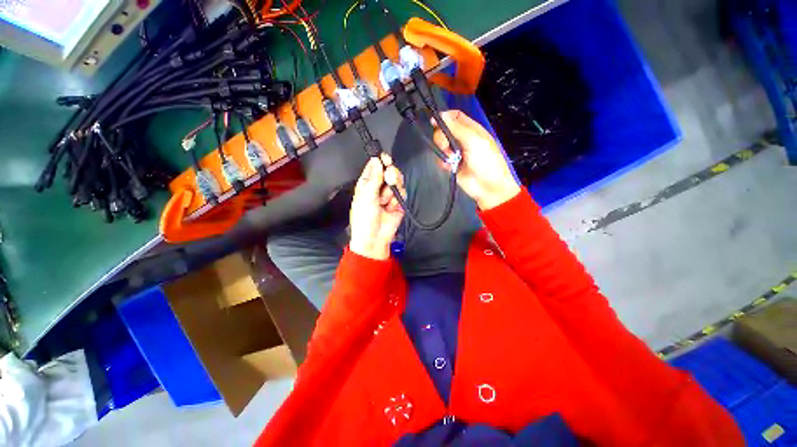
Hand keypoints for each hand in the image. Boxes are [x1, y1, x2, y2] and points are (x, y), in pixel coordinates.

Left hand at [349, 154, 405, 259]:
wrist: (375, 238)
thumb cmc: (364, 218)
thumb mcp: (365, 196)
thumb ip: (373, 178)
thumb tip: (376, 159)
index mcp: (367, 183)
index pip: (375, 166)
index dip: (380, 160)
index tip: (386, 158)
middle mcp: (379, 186)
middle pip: (389, 171)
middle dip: (391, 174)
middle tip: (389, 180)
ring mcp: (389, 194)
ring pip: (398, 181)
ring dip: (392, 190)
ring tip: (385, 202)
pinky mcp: (399, 202)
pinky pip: (402, 193)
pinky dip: (397, 200)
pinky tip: (391, 208)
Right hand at [432, 110, 520, 209]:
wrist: (488, 187)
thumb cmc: (486, 161)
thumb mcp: (474, 141)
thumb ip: (457, 128)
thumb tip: (441, 114)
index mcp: (471, 129)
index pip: (455, 117)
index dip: (445, 117)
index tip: (435, 122)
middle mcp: (462, 139)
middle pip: (444, 131)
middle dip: (441, 137)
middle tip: (446, 146)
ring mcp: (456, 153)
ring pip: (441, 145)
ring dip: (443, 151)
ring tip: (451, 159)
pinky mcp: (451, 165)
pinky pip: (440, 159)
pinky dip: (443, 162)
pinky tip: (449, 167)